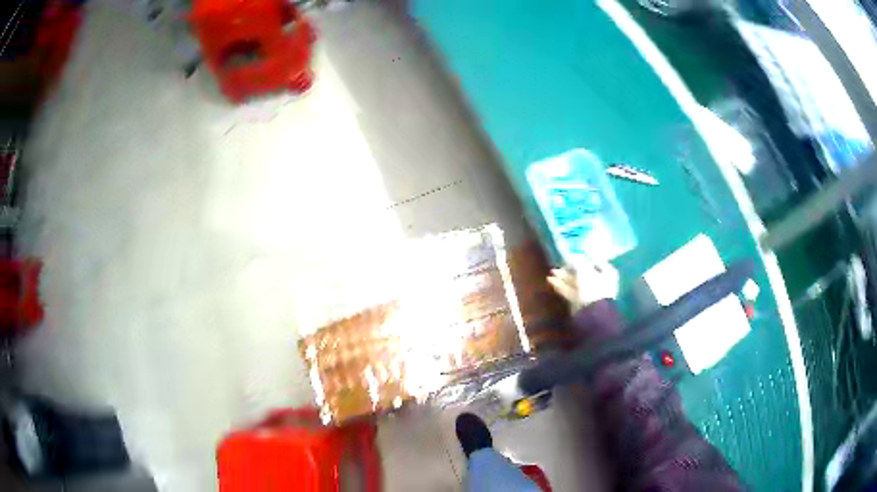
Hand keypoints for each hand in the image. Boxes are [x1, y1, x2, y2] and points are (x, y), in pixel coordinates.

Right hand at [547, 261, 619, 311]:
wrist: (592, 313)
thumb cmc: (593, 287)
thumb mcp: (584, 270)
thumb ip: (577, 261)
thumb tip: (571, 255)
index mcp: (607, 273)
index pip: (597, 262)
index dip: (586, 258)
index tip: (575, 255)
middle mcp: (599, 283)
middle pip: (583, 273)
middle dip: (570, 269)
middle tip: (560, 264)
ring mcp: (589, 294)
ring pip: (575, 283)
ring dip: (564, 277)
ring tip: (552, 272)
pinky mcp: (579, 303)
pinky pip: (569, 292)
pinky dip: (561, 286)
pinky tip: (550, 281)